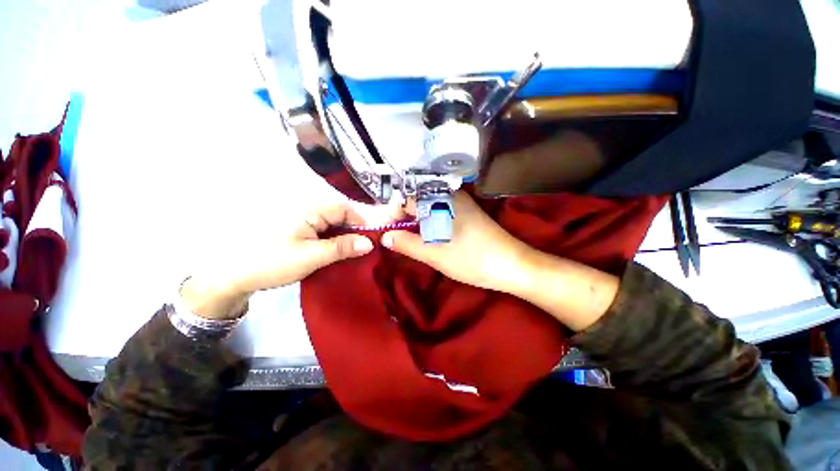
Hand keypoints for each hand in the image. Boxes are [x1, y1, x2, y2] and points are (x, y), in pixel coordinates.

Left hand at [185, 185, 403, 319]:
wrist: (235, 275)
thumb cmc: (273, 262)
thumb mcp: (312, 256)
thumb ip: (342, 247)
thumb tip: (370, 243)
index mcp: (310, 210)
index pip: (345, 208)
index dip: (361, 222)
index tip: (371, 241)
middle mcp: (307, 210)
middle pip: (340, 215)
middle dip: (354, 231)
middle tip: (363, 250)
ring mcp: (302, 220)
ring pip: (333, 224)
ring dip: (344, 237)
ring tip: (352, 253)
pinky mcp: (299, 231)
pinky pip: (324, 231)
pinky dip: (334, 240)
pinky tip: (337, 252)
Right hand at [381, 191, 618, 330]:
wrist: (512, 265)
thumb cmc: (472, 258)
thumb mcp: (435, 254)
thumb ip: (407, 244)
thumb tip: (385, 236)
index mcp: (440, 199)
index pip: (405, 200)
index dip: (392, 215)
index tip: (386, 232)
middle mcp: (449, 195)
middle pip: (416, 202)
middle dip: (404, 219)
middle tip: (397, 239)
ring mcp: (460, 203)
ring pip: (428, 208)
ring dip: (417, 222)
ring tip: (411, 240)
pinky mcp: (467, 213)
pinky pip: (440, 212)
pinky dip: (429, 223)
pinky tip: (428, 236)